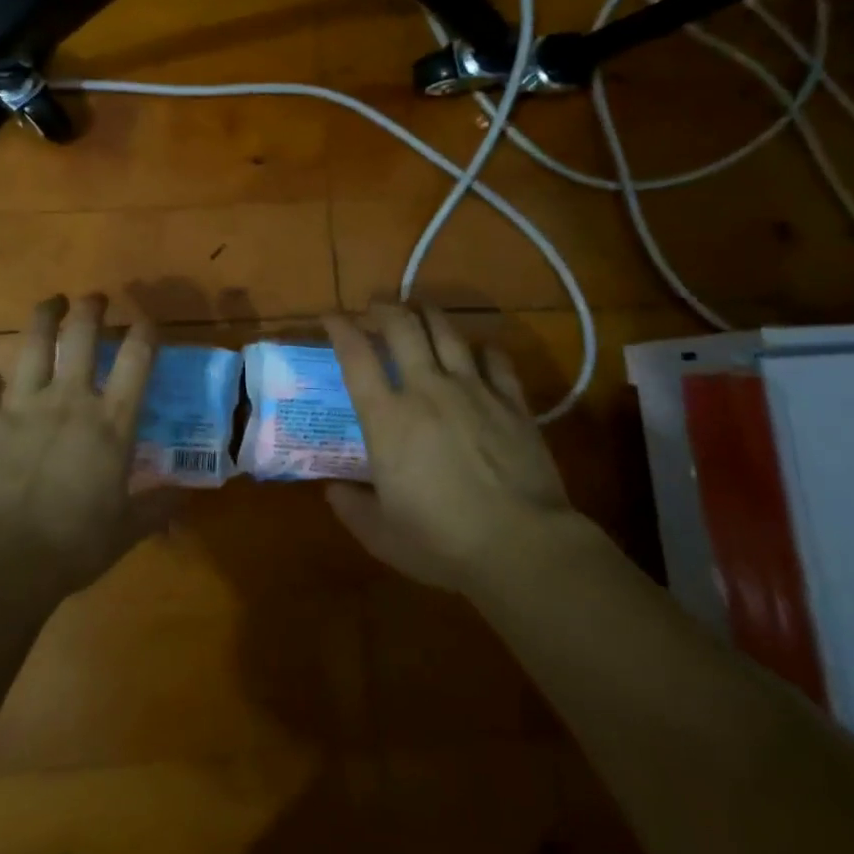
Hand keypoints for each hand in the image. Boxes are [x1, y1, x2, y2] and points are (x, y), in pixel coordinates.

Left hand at [0, 294, 170, 595]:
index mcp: (111, 421)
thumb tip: (186, 497)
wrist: (0, 559)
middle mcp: (69, 400)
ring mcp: (23, 406)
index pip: (137, 359)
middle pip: (81, 335)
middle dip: (91, 308)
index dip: (145, 331)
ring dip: (44, 317)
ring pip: (33, 344)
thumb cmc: (73, 544)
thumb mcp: (126, 530)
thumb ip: (157, 508)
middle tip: (95, 298)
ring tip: (50, 303)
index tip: (147, 319)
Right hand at [323, 303, 576, 597]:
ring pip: (446, 331)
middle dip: (383, 308)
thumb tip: (332, 490)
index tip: (330, 316)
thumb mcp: (382, 535)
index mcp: (387, 418)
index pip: (355, 357)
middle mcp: (426, 390)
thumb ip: (351, 507)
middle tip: (375, 306)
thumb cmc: (443, 543)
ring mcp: (473, 390)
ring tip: (419, 309)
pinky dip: (482, 348)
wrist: (522, 547)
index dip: (339, 328)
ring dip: (427, 314)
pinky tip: (478, 350)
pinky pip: (495, 358)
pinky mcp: (512, 401)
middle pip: (401, 327)